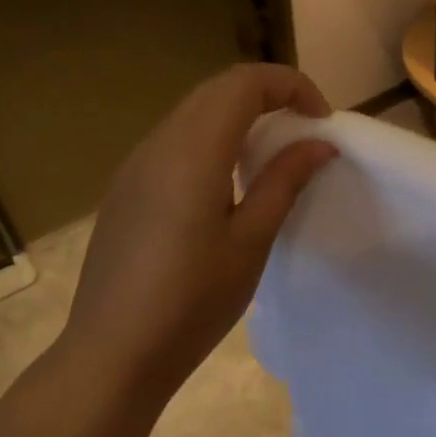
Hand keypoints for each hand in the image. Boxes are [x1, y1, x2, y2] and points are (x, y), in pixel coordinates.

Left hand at [58, 64, 336, 405]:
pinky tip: (227, 182)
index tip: (322, 121)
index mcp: (193, 152)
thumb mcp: (250, 242)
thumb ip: (284, 182)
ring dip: (239, 115)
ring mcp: (135, 164)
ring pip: (193, 112)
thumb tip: (320, 144)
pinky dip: (212, 138)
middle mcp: (158, 143)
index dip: (291, 86)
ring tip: (272, 156)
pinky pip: (174, 140)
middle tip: (304, 132)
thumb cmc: (191, 302)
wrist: (113, 352)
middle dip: (268, 95)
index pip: (245, 83)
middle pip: (217, 89)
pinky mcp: (126, 188)